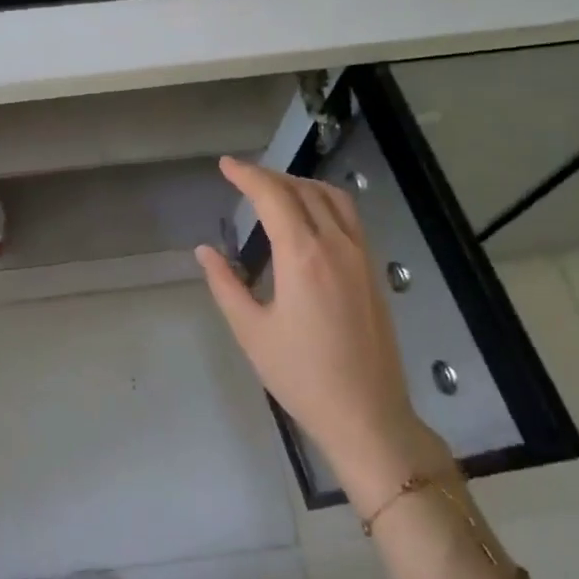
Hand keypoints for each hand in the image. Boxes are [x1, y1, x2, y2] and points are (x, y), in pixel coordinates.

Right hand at [194, 156, 445, 506]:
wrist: (366, 413)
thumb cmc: (300, 375)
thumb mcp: (251, 331)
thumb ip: (226, 285)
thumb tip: (205, 251)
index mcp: (303, 256)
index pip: (274, 197)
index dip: (247, 175)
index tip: (225, 165)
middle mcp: (337, 245)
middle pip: (304, 191)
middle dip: (271, 177)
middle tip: (242, 178)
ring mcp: (361, 256)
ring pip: (334, 199)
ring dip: (301, 185)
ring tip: (274, 191)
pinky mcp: (373, 272)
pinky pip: (349, 218)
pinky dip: (324, 202)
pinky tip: (308, 220)